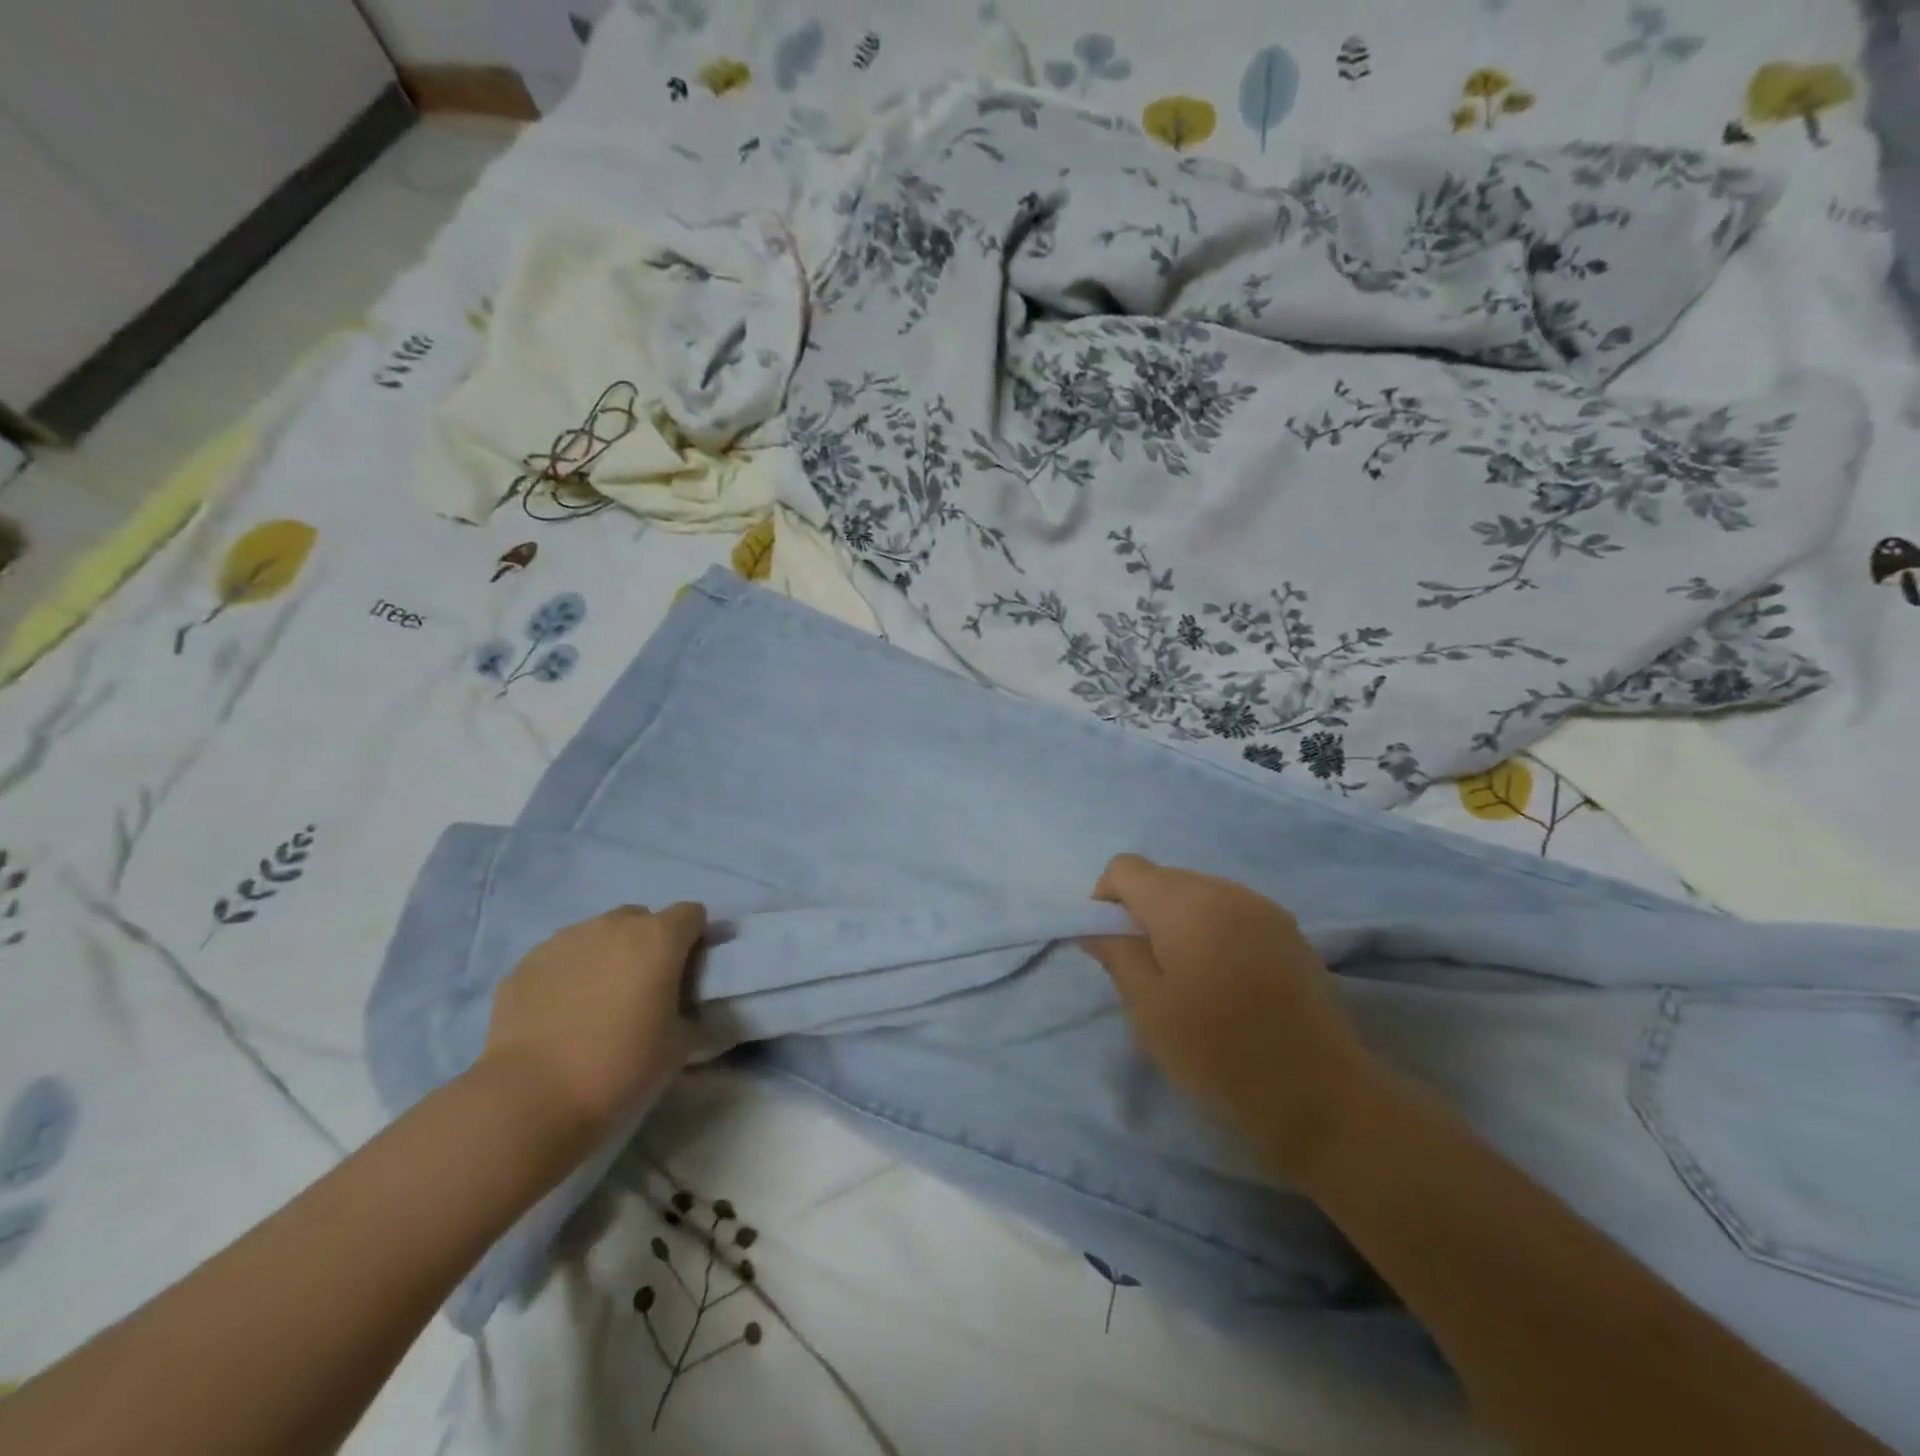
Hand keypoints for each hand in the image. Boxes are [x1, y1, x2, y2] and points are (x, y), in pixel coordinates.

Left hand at [479, 904, 706, 1148]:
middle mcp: (613, 926)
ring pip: (598, 935)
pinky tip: (560, 1015)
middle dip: (648, 944)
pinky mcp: (526, 963)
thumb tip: (683, 1009)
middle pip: (641, 919)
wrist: (530, 1098)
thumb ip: (689, 1012)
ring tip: (597, 1003)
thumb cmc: (620, 1066)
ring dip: (606, 957)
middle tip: (644, 989)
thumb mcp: (680, 1045)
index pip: (691, 914)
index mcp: (658, 938)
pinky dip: (568, 975)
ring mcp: (564, 940)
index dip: (696, 939)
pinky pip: (560, 958)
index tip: (689, 973)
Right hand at [1083, 855, 1370, 1180]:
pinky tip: (1227, 982)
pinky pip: (1233, 912)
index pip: (1126, 867)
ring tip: (1189, 978)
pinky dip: (1214, 931)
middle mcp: (1224, 890)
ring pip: (1199, 894)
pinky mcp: (1289, 931)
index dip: (1107, 899)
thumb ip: (1116, 953)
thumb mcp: (1148, 1007)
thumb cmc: (1217, 1050)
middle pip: (1164, 878)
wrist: (1319, 1094)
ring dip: (1180, 922)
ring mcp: (1262, 907)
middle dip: (1143, 912)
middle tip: (1147, 970)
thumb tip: (1098, 926)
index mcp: (1185, 902)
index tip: (1112, 945)